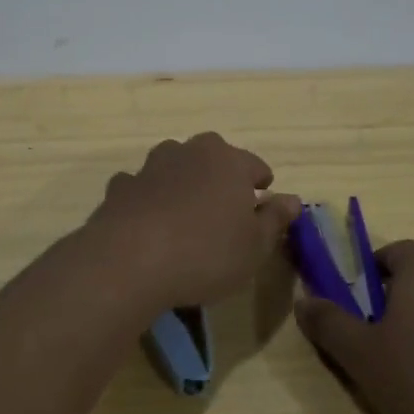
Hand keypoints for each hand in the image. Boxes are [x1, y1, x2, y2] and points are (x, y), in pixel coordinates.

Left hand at [84, 132, 301, 315]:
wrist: (130, 260)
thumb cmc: (206, 253)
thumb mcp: (254, 246)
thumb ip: (274, 220)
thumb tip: (293, 199)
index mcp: (228, 162)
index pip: (254, 165)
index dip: (262, 182)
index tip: (264, 196)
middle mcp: (189, 152)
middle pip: (212, 155)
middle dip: (220, 174)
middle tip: (225, 203)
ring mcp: (151, 166)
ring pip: (174, 164)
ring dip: (182, 180)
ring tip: (186, 210)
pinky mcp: (121, 187)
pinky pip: (141, 187)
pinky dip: (148, 197)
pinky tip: (148, 221)